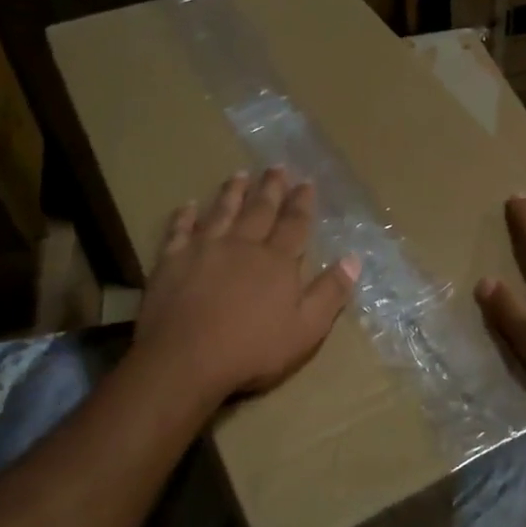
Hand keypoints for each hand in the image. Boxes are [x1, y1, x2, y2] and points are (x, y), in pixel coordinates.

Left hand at [135, 168, 359, 403]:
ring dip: (232, 193)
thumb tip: (353, 259)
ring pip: (222, 212)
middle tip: (276, 166)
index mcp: (277, 261)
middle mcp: (243, 245)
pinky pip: (179, 231)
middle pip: (260, 210)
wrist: (186, 359)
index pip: (294, 224)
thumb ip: (330, 293)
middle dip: (270, 188)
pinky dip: (184, 217)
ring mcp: (204, 250)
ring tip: (239, 174)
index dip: (302, 203)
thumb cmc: (252, 349)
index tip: (306, 182)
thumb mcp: (306, 329)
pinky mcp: (172, 261)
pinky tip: (187, 206)